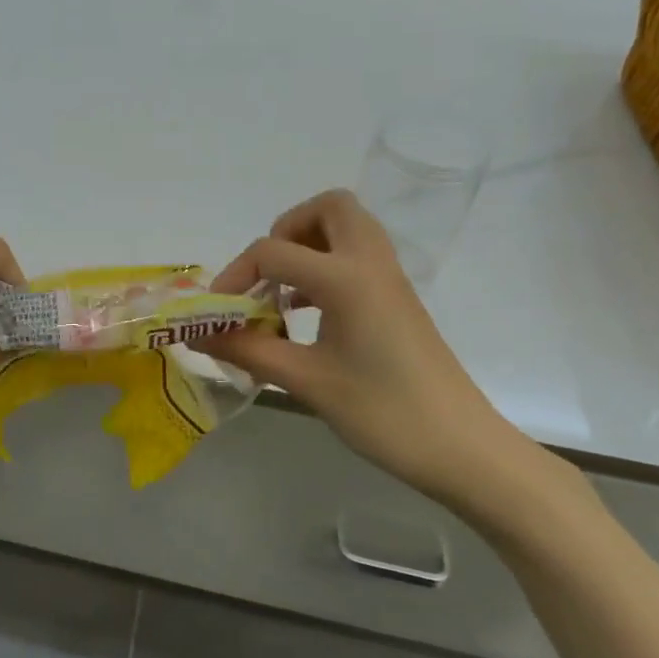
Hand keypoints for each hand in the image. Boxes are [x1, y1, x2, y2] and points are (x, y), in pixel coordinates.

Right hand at [197, 190, 518, 509]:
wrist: (462, 449)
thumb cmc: (382, 412)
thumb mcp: (305, 381)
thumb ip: (246, 350)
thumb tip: (196, 335)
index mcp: (347, 278)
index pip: (274, 251)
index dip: (236, 275)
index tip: (219, 312)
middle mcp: (370, 264)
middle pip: (330, 208)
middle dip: (288, 229)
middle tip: (267, 273)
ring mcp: (389, 280)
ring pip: (348, 229)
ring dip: (308, 246)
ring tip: (282, 292)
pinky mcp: (397, 300)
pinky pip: (358, 258)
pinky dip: (326, 268)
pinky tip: (307, 313)